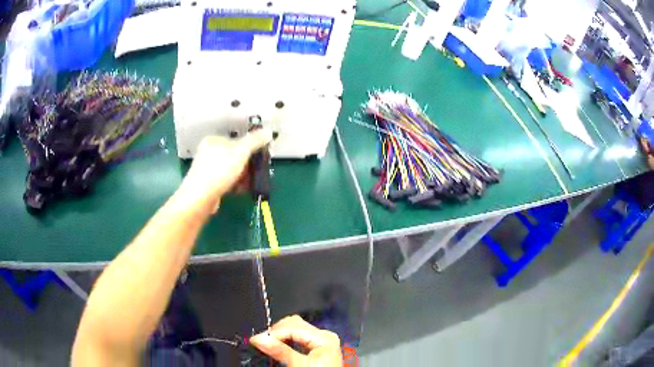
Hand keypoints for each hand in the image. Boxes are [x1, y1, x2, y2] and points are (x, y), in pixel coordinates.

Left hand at [178, 129, 272, 209]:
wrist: (200, 197)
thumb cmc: (219, 170)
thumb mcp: (241, 152)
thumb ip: (255, 141)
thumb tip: (269, 131)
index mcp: (213, 140)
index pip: (236, 141)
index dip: (250, 149)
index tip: (260, 158)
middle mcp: (208, 153)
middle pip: (234, 156)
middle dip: (247, 165)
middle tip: (256, 172)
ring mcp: (207, 169)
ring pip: (231, 170)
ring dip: (243, 176)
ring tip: (250, 183)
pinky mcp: (208, 184)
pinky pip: (226, 181)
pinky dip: (234, 184)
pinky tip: (240, 190)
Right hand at [250, 315, 342, 365]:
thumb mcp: (299, 365)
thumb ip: (280, 351)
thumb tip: (259, 338)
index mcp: (324, 338)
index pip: (293, 327)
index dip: (273, 333)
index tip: (256, 340)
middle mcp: (324, 336)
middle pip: (295, 325)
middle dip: (276, 332)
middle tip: (260, 341)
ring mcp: (321, 342)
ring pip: (296, 330)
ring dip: (280, 336)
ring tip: (267, 344)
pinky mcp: (317, 349)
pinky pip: (299, 338)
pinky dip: (287, 341)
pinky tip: (278, 347)